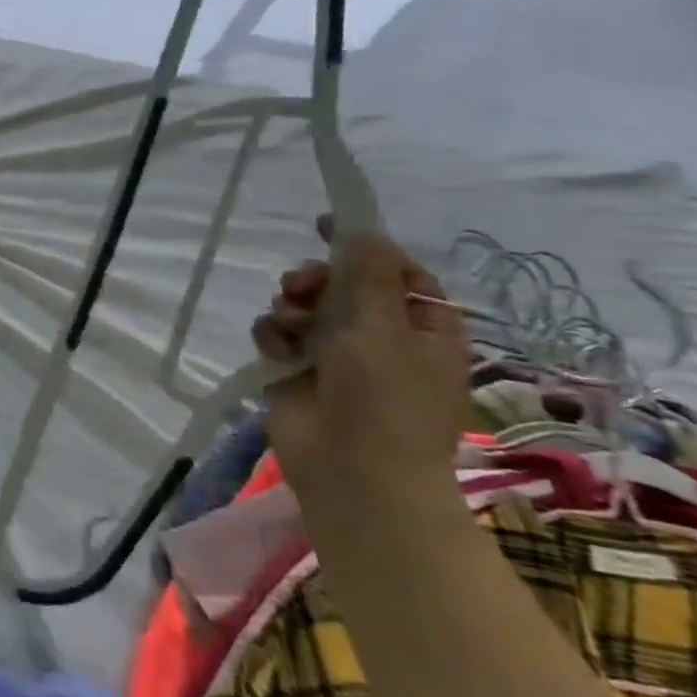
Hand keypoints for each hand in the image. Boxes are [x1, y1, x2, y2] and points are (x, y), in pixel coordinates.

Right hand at [252, 219, 472, 509]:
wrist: (352, 470)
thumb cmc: (384, 398)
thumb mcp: (381, 327)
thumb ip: (367, 274)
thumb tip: (362, 229)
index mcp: (422, 328)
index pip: (398, 272)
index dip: (365, 248)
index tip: (326, 226)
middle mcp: (380, 337)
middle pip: (342, 285)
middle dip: (315, 279)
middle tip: (299, 286)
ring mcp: (336, 356)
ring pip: (304, 307)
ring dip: (291, 307)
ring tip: (288, 323)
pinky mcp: (297, 371)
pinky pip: (278, 335)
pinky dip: (274, 335)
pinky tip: (276, 348)